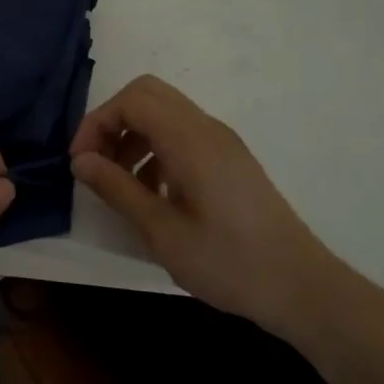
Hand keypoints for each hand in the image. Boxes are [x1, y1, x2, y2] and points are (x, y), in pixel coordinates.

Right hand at [70, 75, 347, 337]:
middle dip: (113, 121)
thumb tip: (80, 161)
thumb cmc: (228, 262)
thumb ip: (117, 189)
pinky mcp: (230, 160)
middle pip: (147, 95)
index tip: (81, 163)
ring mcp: (222, 142)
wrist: (302, 288)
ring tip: (120, 183)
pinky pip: (182, 134)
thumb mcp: (161, 231)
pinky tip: (153, 194)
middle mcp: (206, 128)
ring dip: (133, 136)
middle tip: (97, 162)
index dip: (96, 123)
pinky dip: (156, 149)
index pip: (131, 100)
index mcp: (190, 139)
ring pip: (164, 113)